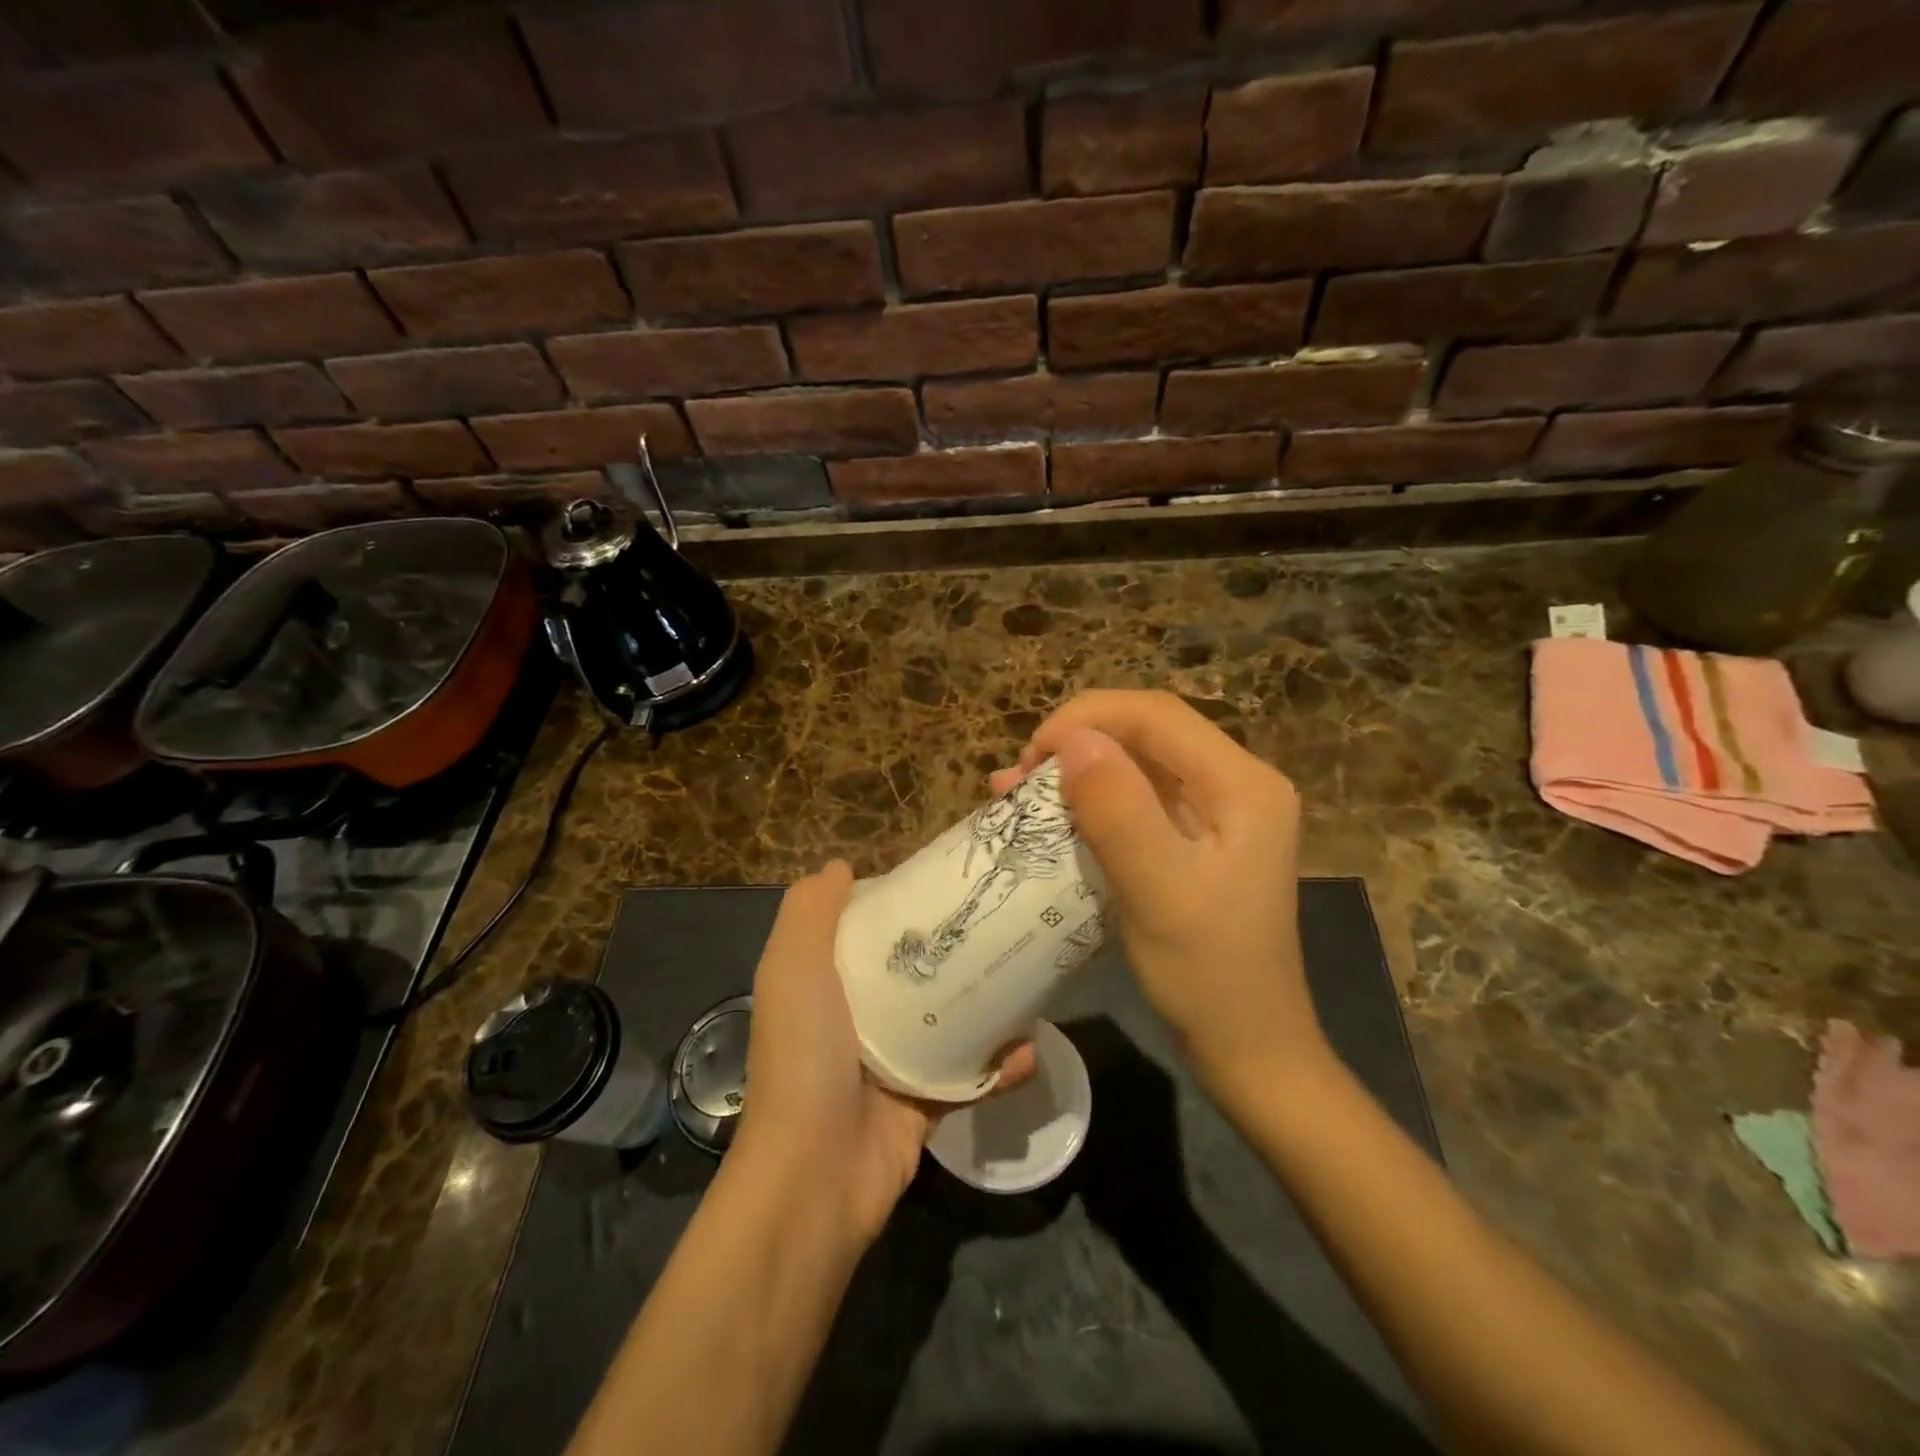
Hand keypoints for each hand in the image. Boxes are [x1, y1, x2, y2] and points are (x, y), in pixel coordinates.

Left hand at [735, 861, 1036, 1245]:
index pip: (865, 931)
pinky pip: (970, 1076)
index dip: (898, 903)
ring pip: (948, 1020)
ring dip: (987, 1005)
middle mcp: (857, 1018)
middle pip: (912, 970)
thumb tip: (842, 867)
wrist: (816, 1175)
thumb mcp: (792, 968)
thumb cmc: (804, 1055)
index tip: (943, 880)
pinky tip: (1029, 1049)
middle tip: (999, 921)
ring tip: (1027, 975)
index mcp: (825, 984)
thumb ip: (809, 912)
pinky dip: (1000, 1066)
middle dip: (953, 948)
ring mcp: (894, 1063)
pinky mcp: (926, 1103)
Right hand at [994, 691, 1326, 1096]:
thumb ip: (1119, 810)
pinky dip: (1091, 799)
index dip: (1087, 718)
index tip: (1031, 755)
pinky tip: (1050, 814)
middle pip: (1147, 732)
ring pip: (1138, 762)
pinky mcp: (1196, 836)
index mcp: (1242, 784)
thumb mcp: (1159, 891)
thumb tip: (1074, 739)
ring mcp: (1218, 810)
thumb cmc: (1208, 974)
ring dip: (1078, 769)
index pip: (1157, 715)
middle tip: (1020, 777)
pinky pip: (1138, 797)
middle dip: (1078, 742)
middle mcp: (1236, 783)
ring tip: (1018, 791)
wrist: (1248, 1046)